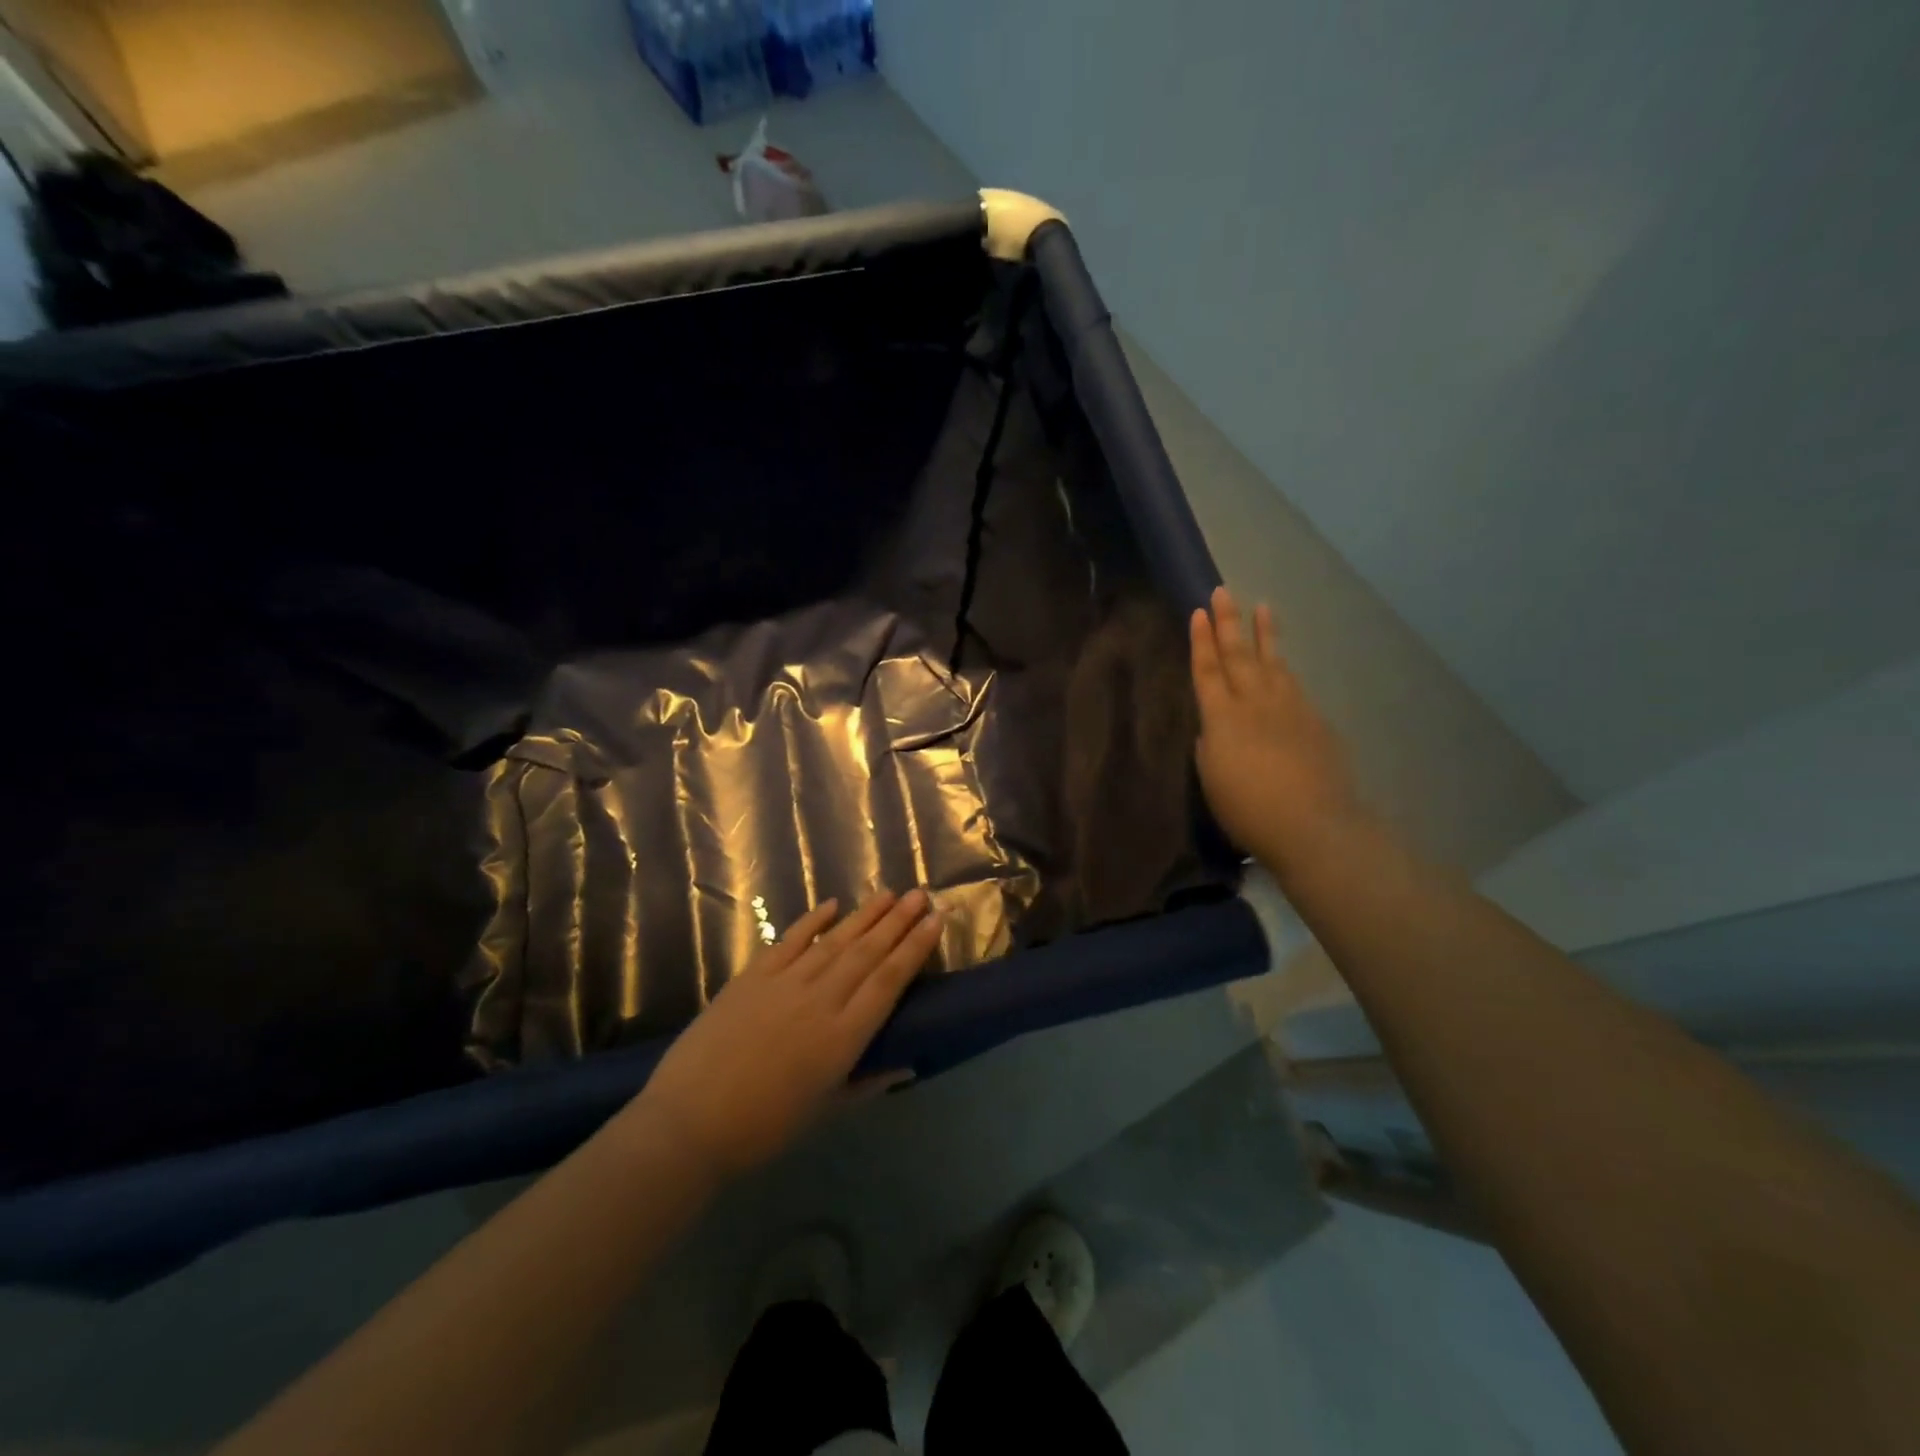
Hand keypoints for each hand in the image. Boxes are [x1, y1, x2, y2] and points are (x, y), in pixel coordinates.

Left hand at [631, 890, 941, 1181]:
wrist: (689, 1124)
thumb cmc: (763, 1128)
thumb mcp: (824, 1111)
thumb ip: (867, 1082)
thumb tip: (907, 1065)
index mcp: (842, 1037)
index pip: (889, 981)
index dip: (915, 948)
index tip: (936, 920)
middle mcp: (820, 1000)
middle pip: (867, 952)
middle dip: (898, 921)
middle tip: (921, 894)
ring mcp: (784, 984)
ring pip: (835, 941)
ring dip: (865, 915)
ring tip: (889, 893)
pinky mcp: (752, 977)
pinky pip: (789, 941)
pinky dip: (812, 921)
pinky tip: (832, 905)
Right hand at [1190, 586, 1361, 875]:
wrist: (1313, 825)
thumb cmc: (1248, 810)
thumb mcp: (1213, 780)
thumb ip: (1210, 748)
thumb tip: (1213, 731)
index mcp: (1221, 718)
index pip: (1207, 670)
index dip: (1201, 641)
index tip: (1199, 612)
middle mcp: (1254, 703)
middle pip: (1238, 655)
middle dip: (1228, 623)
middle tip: (1223, 592)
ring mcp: (1289, 708)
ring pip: (1273, 662)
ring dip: (1264, 634)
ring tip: (1262, 608)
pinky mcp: (1314, 721)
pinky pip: (1293, 685)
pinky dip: (1284, 668)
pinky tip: (1283, 664)